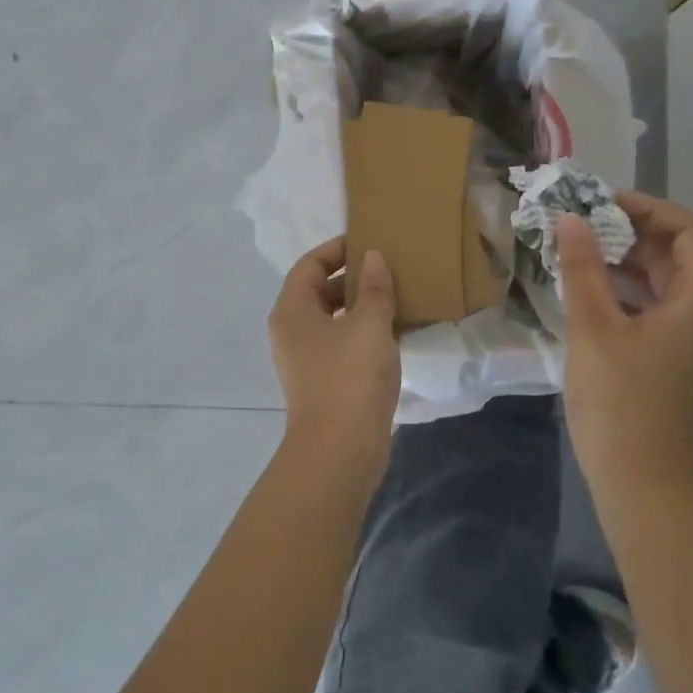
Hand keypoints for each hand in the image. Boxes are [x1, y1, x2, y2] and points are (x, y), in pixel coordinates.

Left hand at [268, 236, 400, 473]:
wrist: (340, 451)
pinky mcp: (328, 382)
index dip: (337, 249)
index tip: (369, 240)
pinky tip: (400, 330)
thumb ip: (374, 287)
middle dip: (354, 278)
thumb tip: (373, 258)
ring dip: (365, 306)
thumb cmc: (350, 377)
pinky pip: (347, 344)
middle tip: (391, 267)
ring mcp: (309, 359)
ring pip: (337, 319)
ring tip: (401, 294)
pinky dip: (369, 333)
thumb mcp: (369, 324)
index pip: (310, 265)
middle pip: (321, 291)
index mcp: (292, 310)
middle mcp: (293, 331)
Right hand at [557, 192, 692, 491]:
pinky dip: (632, 294)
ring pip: (671, 285)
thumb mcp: (593, 327)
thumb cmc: (620, 400)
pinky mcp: (683, 364)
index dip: (651, 210)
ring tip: (584, 253)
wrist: (642, 483)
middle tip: (587, 225)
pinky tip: (593, 295)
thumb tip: (571, 219)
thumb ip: (582, 268)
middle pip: (683, 257)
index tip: (605, 204)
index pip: (692, 233)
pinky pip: (663, 312)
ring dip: (631, 263)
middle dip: (635, 234)